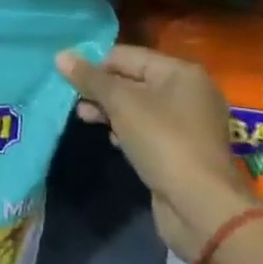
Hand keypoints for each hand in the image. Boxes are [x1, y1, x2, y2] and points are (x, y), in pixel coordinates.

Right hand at [56, 45, 258, 261]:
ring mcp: (188, 124)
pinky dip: (127, 131)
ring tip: (84, 118)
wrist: (202, 208)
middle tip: (75, 101)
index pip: (126, 55)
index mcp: (180, 72)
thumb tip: (61, 55)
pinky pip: (148, 130)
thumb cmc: (163, 141)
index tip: (69, 79)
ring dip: (110, 111)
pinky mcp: (183, 151)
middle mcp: (188, 92)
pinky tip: (112, 140)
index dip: (95, 64)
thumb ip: (90, 78)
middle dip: (102, 89)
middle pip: (133, 80)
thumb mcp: (121, 103)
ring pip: (139, 107)